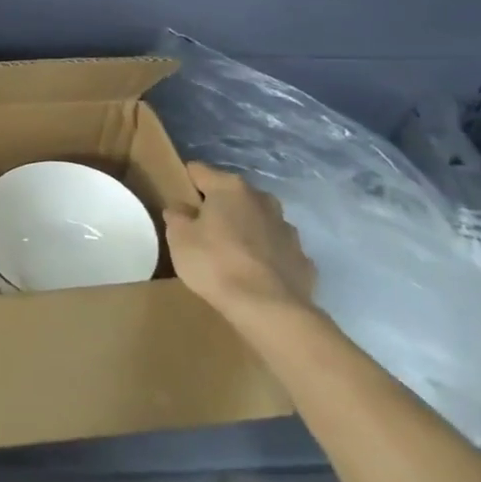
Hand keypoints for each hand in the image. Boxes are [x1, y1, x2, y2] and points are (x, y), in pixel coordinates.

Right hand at [165, 163, 316, 323]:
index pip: (198, 171)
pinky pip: (277, 250)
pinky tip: (256, 276)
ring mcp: (287, 229)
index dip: (185, 183)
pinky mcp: (303, 258)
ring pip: (258, 221)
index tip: (178, 202)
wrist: (270, 310)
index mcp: (229, 188)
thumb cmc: (216, 264)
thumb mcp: (179, 239)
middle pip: (232, 195)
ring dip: (246, 230)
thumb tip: (180, 209)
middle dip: (219, 208)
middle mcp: (262, 199)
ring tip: (232, 256)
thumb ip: (177, 217)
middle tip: (203, 231)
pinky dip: (266, 257)